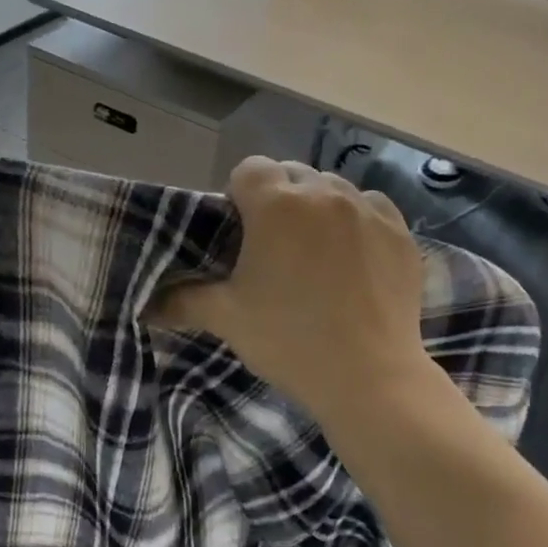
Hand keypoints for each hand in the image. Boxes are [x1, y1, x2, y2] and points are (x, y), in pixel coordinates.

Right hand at [151, 158, 438, 427]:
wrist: (368, 378)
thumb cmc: (288, 341)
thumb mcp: (227, 319)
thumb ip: (183, 300)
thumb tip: (146, 304)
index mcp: (277, 205)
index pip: (249, 168)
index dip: (237, 195)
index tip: (239, 232)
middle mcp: (324, 194)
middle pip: (292, 174)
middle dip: (278, 199)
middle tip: (272, 246)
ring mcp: (369, 210)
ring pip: (334, 189)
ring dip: (318, 207)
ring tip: (315, 250)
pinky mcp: (401, 233)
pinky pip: (372, 208)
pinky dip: (357, 221)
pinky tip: (353, 257)